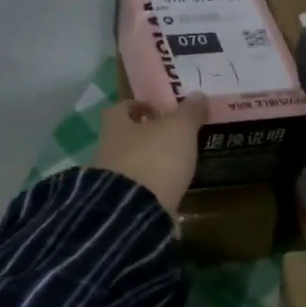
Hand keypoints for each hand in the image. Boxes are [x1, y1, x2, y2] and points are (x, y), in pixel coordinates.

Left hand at [94, 95, 208, 214]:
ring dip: (148, 163)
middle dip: (145, 136)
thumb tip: (198, 95)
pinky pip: (136, 190)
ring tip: (174, 166)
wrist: (135, 211)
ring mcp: (110, 180)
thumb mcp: (179, 129)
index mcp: (116, 125)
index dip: (140, 106)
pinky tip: (167, 190)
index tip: (160, 110)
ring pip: (130, 164)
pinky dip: (150, 187)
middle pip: (125, 137)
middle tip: (171, 137)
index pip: (122, 108)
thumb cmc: (155, 158)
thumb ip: (189, 113)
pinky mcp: (120, 205)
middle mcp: (107, 149)